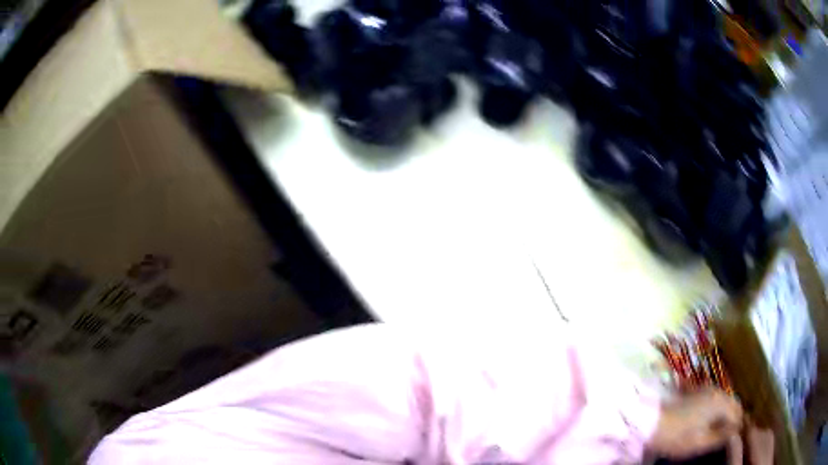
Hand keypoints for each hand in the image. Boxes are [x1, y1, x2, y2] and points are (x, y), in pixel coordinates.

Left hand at [647, 388, 743, 459]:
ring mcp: (708, 389)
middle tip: (730, 436)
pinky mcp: (699, 391)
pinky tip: (712, 422)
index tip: (737, 439)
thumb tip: (736, 433)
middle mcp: (718, 391)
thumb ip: (721, 437)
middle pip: (734, 404)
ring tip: (722, 431)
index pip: (739, 414)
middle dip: (735, 419)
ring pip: (726, 401)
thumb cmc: (678, 436)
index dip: (739, 427)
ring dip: (727, 414)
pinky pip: (716, 399)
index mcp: (722, 403)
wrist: (652, 422)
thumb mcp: (701, 443)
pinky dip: (719, 410)